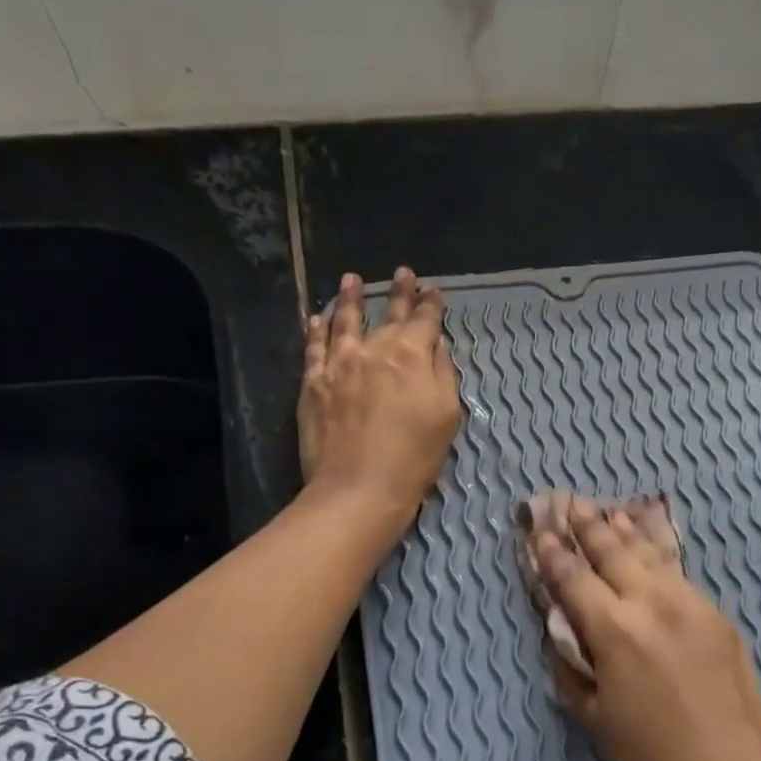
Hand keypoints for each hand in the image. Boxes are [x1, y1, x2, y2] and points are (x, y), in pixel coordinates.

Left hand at [299, 267, 461, 528]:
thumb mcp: (447, 414)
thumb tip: (437, 344)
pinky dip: (317, 329)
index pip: (424, 320)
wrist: (359, 487)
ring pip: (345, 321)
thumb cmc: (414, 456)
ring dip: (350, 298)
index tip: (431, 289)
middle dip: (398, 293)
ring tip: (351, 280)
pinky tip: (317, 318)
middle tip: (402, 273)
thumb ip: (443, 373)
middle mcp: (375, 350)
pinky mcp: (314, 383)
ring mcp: (339, 364)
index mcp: (412, 356)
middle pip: (388, 314)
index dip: (430, 303)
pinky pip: (314, 347)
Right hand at [533, 500, 760, 760]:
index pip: (574, 577)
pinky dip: (658, 558)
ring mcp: (691, 604)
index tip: (540, 531)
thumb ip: (572, 665)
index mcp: (615, 629)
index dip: (552, 552)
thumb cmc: (652, 757)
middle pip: (613, 551)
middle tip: (572, 504)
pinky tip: (651, 550)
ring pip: (651, 555)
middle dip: (588, 526)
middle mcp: (652, 603)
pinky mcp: (718, 615)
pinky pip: (679, 576)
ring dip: (626, 531)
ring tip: (611, 512)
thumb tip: (564, 631)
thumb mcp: (594, 716)